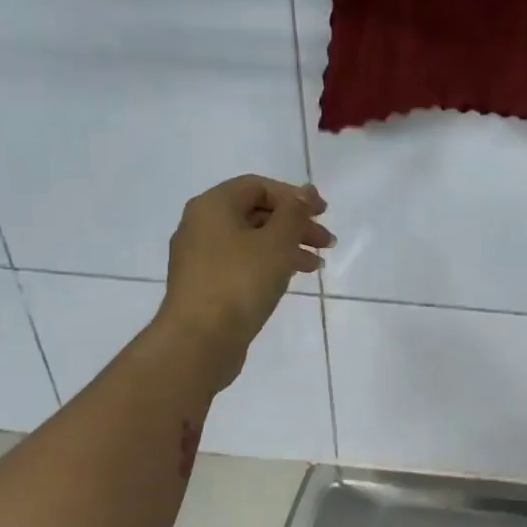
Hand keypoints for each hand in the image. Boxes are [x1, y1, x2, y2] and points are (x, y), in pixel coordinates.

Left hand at [153, 176, 332, 390]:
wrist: (200, 340)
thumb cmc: (240, 281)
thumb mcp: (276, 242)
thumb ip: (295, 212)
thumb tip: (305, 191)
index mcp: (213, 206)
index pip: (258, 186)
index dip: (294, 196)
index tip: (323, 214)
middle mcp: (201, 225)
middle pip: (256, 213)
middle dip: (295, 225)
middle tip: (326, 243)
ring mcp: (200, 257)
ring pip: (251, 241)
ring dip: (287, 247)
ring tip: (316, 266)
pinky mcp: (205, 285)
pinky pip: (242, 263)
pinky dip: (269, 265)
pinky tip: (289, 279)